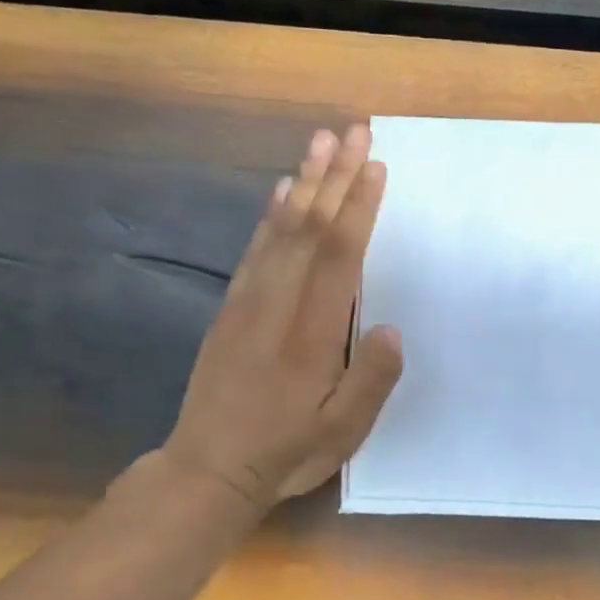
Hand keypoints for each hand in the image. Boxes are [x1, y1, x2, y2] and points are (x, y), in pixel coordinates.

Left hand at [161, 124, 403, 514]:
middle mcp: (278, 304)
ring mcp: (250, 301)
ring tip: (321, 141)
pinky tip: (283, 190)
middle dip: (334, 176)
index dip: (358, 207)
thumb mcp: (342, 431)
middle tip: (353, 130)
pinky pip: (255, 248)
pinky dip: (271, 213)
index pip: (339, 255)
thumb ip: (371, 380)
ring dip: (304, 181)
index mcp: (311, 332)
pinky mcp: (232, 307)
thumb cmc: (285, 451)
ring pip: (280, 228)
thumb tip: (391, 329)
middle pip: (309, 227)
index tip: (374, 166)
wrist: (207, 469)